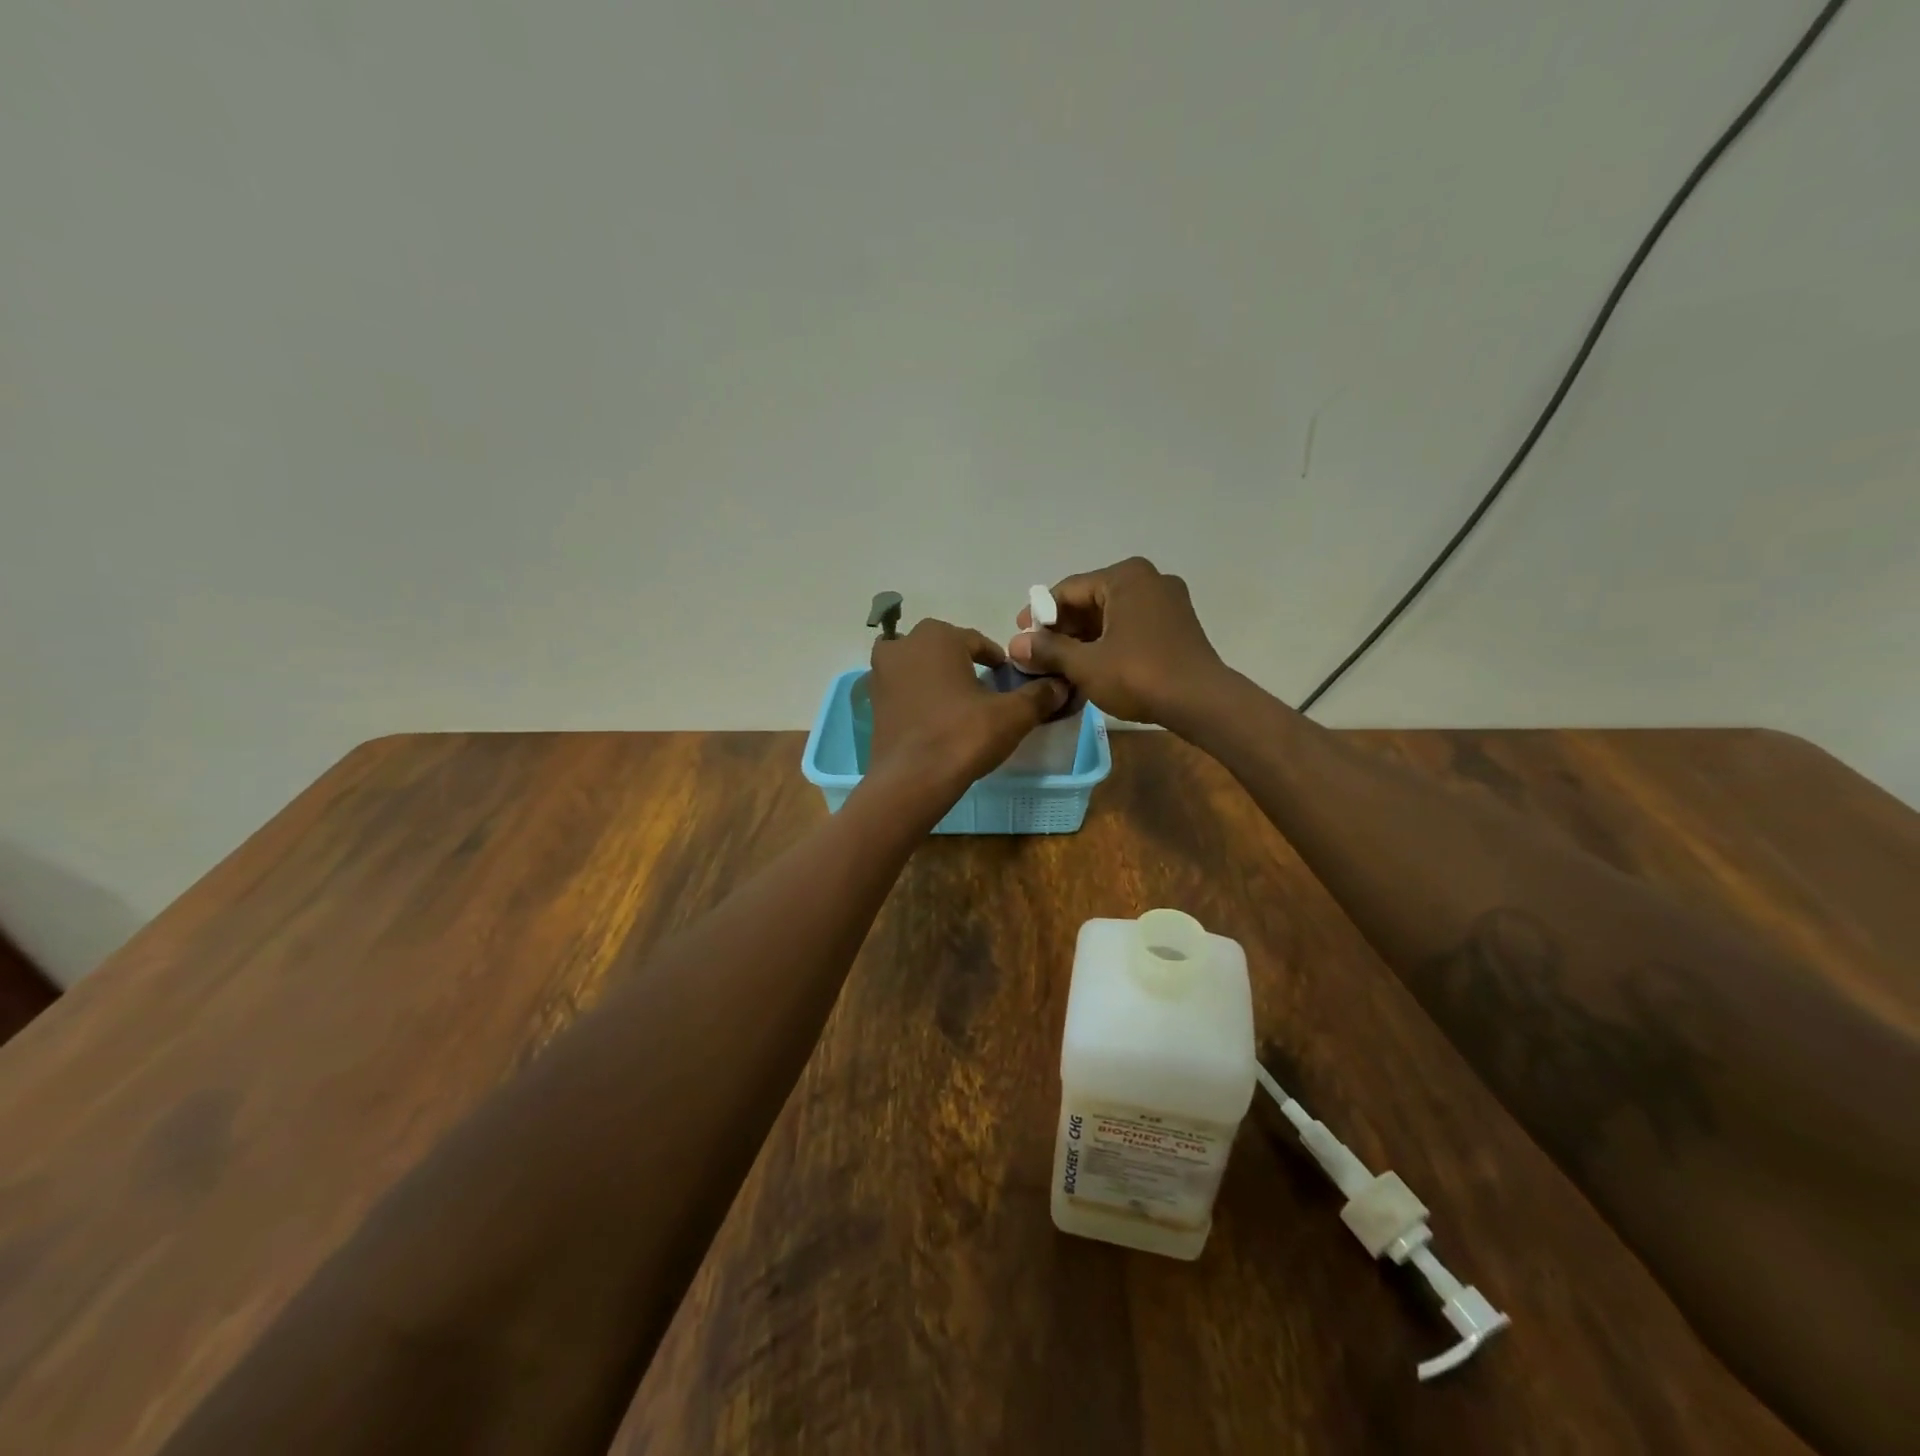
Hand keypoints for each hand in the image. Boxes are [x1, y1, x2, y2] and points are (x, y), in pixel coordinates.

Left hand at [867, 619, 1067, 799]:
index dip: (995, 660)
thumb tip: (1061, 685)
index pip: (977, 641)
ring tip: (959, 704)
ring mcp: (881, 673)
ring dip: (937, 677)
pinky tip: (935, 720)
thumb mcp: (1011, 716)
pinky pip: (902, 689)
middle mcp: (903, 645)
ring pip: (918, 667)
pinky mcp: (872, 702)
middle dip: (962, 663)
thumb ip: (1038, 695)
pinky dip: (918, 697)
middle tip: (984, 689)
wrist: (911, 781)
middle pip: (943, 648)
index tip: (1006, 679)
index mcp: (937, 636)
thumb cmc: (962, 736)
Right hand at [1008, 557, 1228, 730]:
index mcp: (1125, 576)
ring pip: (1111, 614)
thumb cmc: (1139, 675)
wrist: (1201, 702)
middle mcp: (1149, 578)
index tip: (1020, 637)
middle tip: (1038, 654)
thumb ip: (1048, 650)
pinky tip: (1092, 665)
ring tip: (1061, 664)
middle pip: (1090, 600)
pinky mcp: (1178, 624)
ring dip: (1084, 637)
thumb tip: (1015, 645)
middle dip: (1062, 628)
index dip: (1039, 614)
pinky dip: (1108, 641)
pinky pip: (1131, 625)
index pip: (1068, 590)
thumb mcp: (1085, 664)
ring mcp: (1168, 600)